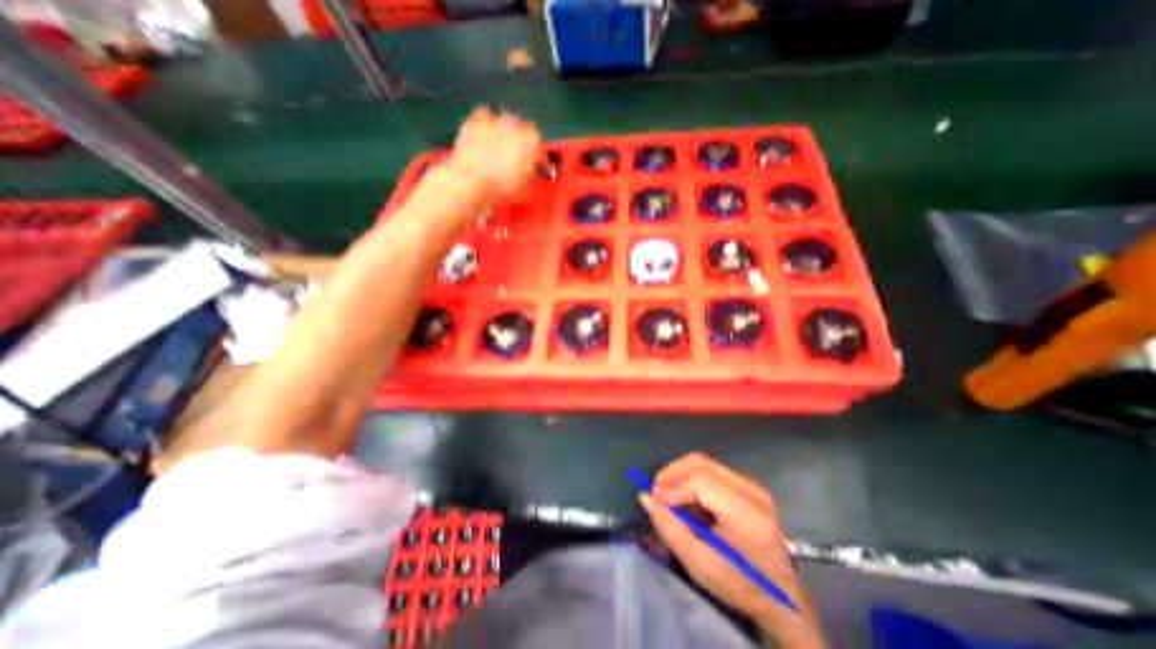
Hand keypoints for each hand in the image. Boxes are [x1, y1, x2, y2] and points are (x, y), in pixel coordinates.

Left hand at [447, 104, 547, 203]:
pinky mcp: (473, 121)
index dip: (540, 163)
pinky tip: (486, 138)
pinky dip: (487, 127)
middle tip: (520, 159)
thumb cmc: (503, 190)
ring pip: (506, 123)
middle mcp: (516, 125)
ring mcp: (494, 120)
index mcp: (533, 142)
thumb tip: (531, 173)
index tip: (538, 172)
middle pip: (525, 131)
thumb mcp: (527, 190)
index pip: (542, 152)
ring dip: (506, 133)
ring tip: (502, 148)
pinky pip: (485, 118)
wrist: (470, 183)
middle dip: (524, 144)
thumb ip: (532, 176)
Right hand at [647, 454, 826, 645]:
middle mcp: (751, 490)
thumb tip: (645, 497)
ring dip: (679, 472)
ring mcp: (750, 484)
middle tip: (655, 493)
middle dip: (672, 473)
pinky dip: (690, 476)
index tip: (654, 500)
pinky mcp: (746, 485)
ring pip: (704, 462)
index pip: (701, 481)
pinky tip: (682, 494)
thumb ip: (670, 528)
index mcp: (746, 513)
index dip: (673, 486)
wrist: (781, 596)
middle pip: (701, 464)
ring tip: (665, 493)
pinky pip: (710, 469)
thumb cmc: (740, 585)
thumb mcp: (699, 564)